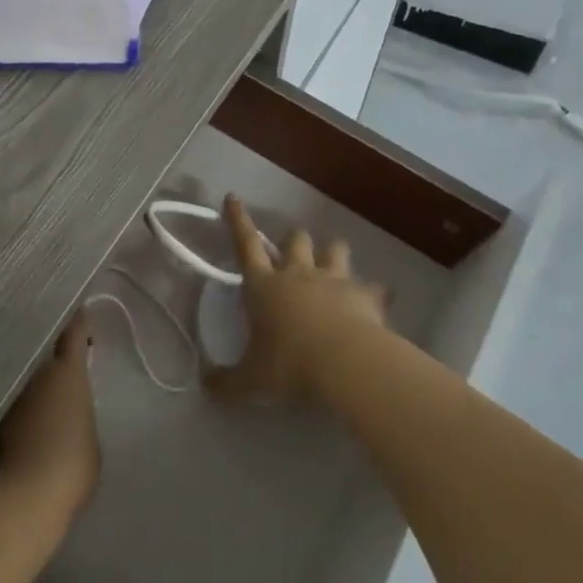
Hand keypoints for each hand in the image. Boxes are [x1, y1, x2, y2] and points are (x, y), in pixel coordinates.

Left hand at [0, 311, 100, 533]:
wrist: (23, 498)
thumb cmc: (72, 464)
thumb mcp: (89, 437)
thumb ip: (78, 416)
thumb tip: (65, 415)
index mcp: (67, 372)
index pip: (73, 332)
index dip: (78, 322)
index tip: (80, 314)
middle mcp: (33, 373)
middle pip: (37, 351)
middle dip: (44, 353)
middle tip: (53, 361)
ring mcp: (5, 394)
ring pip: (15, 377)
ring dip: (23, 382)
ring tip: (31, 395)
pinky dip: (5, 408)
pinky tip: (10, 422)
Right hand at [205, 195, 389, 406]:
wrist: (343, 362)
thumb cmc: (288, 364)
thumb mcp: (250, 381)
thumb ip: (227, 382)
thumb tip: (206, 385)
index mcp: (264, 286)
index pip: (246, 244)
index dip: (237, 220)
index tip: (233, 197)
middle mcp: (298, 274)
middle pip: (296, 240)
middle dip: (293, 240)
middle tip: (293, 251)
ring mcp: (334, 280)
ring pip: (335, 250)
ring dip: (332, 253)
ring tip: (333, 263)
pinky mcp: (365, 294)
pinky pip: (373, 287)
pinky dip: (373, 293)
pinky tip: (376, 301)